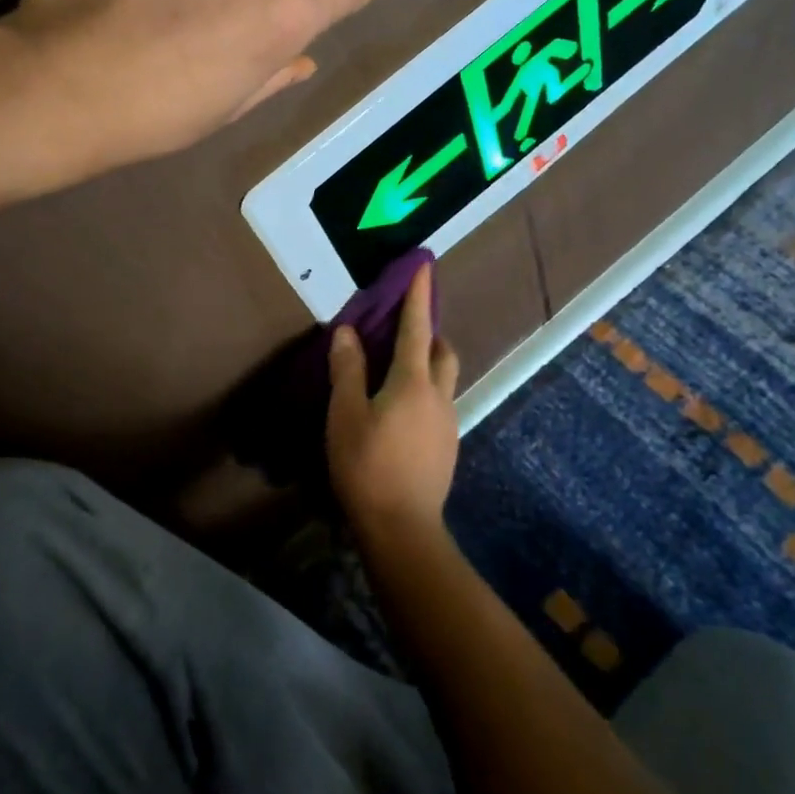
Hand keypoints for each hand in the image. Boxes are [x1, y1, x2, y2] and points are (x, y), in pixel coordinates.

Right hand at [326, 261, 460, 544]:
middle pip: (442, 351)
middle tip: (406, 327)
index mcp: (413, 381)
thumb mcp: (346, 414)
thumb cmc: (367, 465)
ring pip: (444, 379)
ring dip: (428, 363)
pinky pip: (439, 404)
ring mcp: (447, 422)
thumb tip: (349, 331)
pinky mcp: (447, 446)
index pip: (417, 327)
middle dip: (429, 331)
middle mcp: (439, 395)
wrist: (402, 527)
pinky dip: (425, 391)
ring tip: (399, 370)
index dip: (419, 296)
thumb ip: (348, 370)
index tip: (425, 267)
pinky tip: (402, 411)